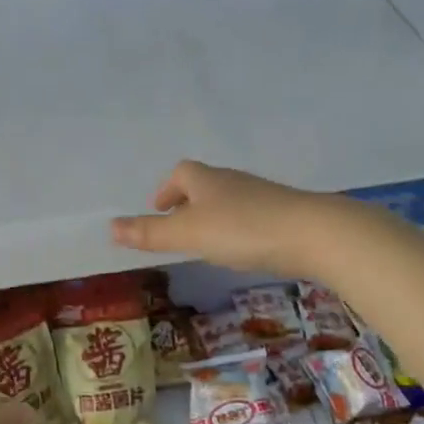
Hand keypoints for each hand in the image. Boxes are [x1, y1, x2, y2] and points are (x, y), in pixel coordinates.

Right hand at [110, 160, 354, 276]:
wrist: (312, 234)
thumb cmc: (242, 230)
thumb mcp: (189, 234)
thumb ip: (151, 233)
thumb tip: (110, 227)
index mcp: (207, 180)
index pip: (181, 173)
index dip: (166, 189)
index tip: (158, 210)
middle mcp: (234, 182)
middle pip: (205, 185)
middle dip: (188, 203)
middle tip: (178, 228)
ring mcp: (262, 197)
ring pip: (229, 201)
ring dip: (213, 217)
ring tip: (206, 242)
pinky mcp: (284, 214)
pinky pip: (251, 216)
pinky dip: (238, 228)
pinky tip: (242, 250)